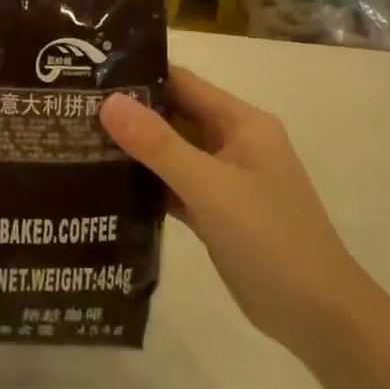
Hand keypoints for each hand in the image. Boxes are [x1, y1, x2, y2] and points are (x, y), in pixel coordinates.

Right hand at [100, 69, 357, 350]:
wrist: (317, 315)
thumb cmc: (270, 237)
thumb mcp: (210, 186)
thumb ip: (158, 144)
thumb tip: (109, 102)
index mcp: (241, 123)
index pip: (183, 83)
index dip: (139, 75)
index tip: (89, 73)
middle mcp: (232, 144)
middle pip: (174, 116)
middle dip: (129, 113)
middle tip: (72, 107)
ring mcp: (224, 180)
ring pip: (171, 153)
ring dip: (134, 149)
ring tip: (78, 139)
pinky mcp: (215, 213)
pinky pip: (173, 186)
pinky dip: (145, 183)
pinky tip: (105, 183)